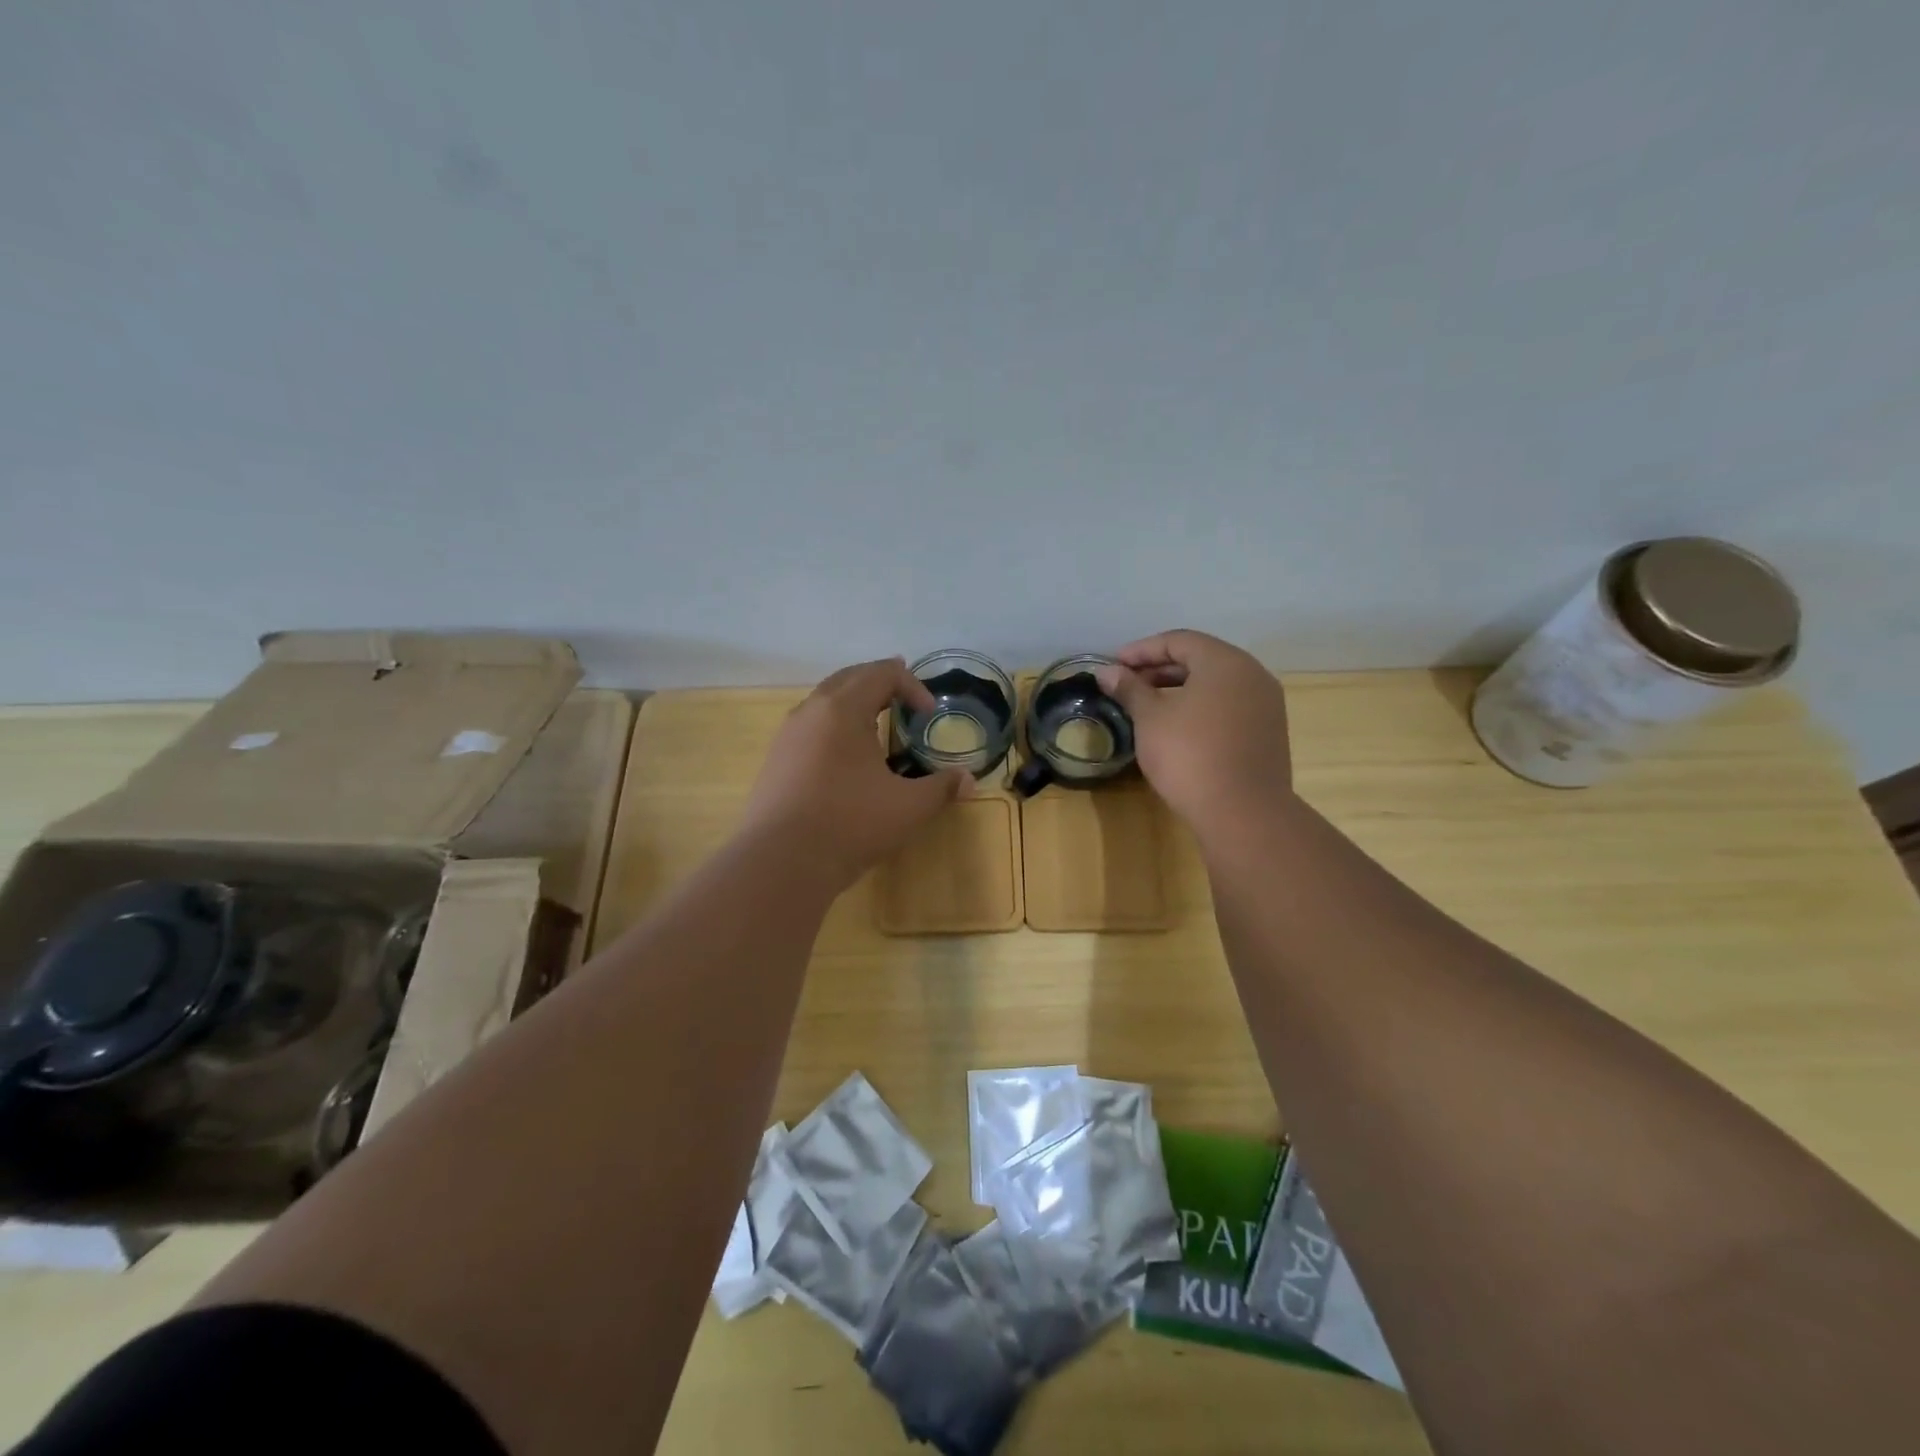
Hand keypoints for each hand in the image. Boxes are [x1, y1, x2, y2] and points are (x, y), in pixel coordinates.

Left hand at [742, 658, 968, 887]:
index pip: (882, 673)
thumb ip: (942, 788)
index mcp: (843, 709)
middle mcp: (811, 711)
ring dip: (854, 703)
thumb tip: (968, 780)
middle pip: (849, 677)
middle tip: (904, 698)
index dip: (912, 686)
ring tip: (876, 723)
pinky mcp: (776, 760)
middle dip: (881, 682)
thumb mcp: (908, 807)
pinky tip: (845, 756)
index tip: (928, 715)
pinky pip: (810, 726)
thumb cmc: (850, 824)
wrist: (781, 861)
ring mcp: (788, 735)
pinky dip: (834, 726)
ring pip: (825, 701)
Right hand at [1096, 630, 1292, 832]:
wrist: (1243, 813)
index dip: (1141, 650)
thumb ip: (1129, 689)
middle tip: (1126, 684)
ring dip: (1179, 688)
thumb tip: (1106, 672)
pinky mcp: (1267, 732)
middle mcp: (1252, 674)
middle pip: (1200, 659)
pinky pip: (1229, 706)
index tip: (1114, 666)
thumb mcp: (1150, 719)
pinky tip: (1177, 727)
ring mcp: (1265, 704)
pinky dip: (1200, 707)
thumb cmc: (1190, 756)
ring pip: (1216, 684)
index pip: (1178, 640)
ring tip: (1147, 706)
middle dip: (1159, 668)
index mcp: (1225, 662)